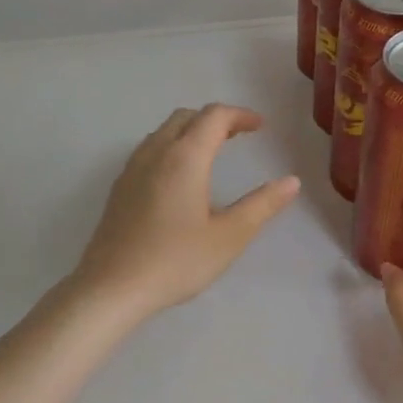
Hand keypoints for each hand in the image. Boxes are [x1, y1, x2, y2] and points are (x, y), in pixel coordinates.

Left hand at [74, 104, 300, 322]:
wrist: (111, 288)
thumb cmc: (175, 261)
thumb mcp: (229, 236)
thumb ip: (262, 205)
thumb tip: (291, 182)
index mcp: (185, 158)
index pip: (214, 117)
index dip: (240, 115)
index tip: (261, 126)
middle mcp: (155, 153)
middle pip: (186, 117)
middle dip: (215, 119)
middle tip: (239, 136)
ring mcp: (132, 169)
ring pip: (164, 132)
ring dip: (191, 131)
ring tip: (212, 152)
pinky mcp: (119, 188)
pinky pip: (149, 150)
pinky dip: (172, 147)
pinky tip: (179, 178)